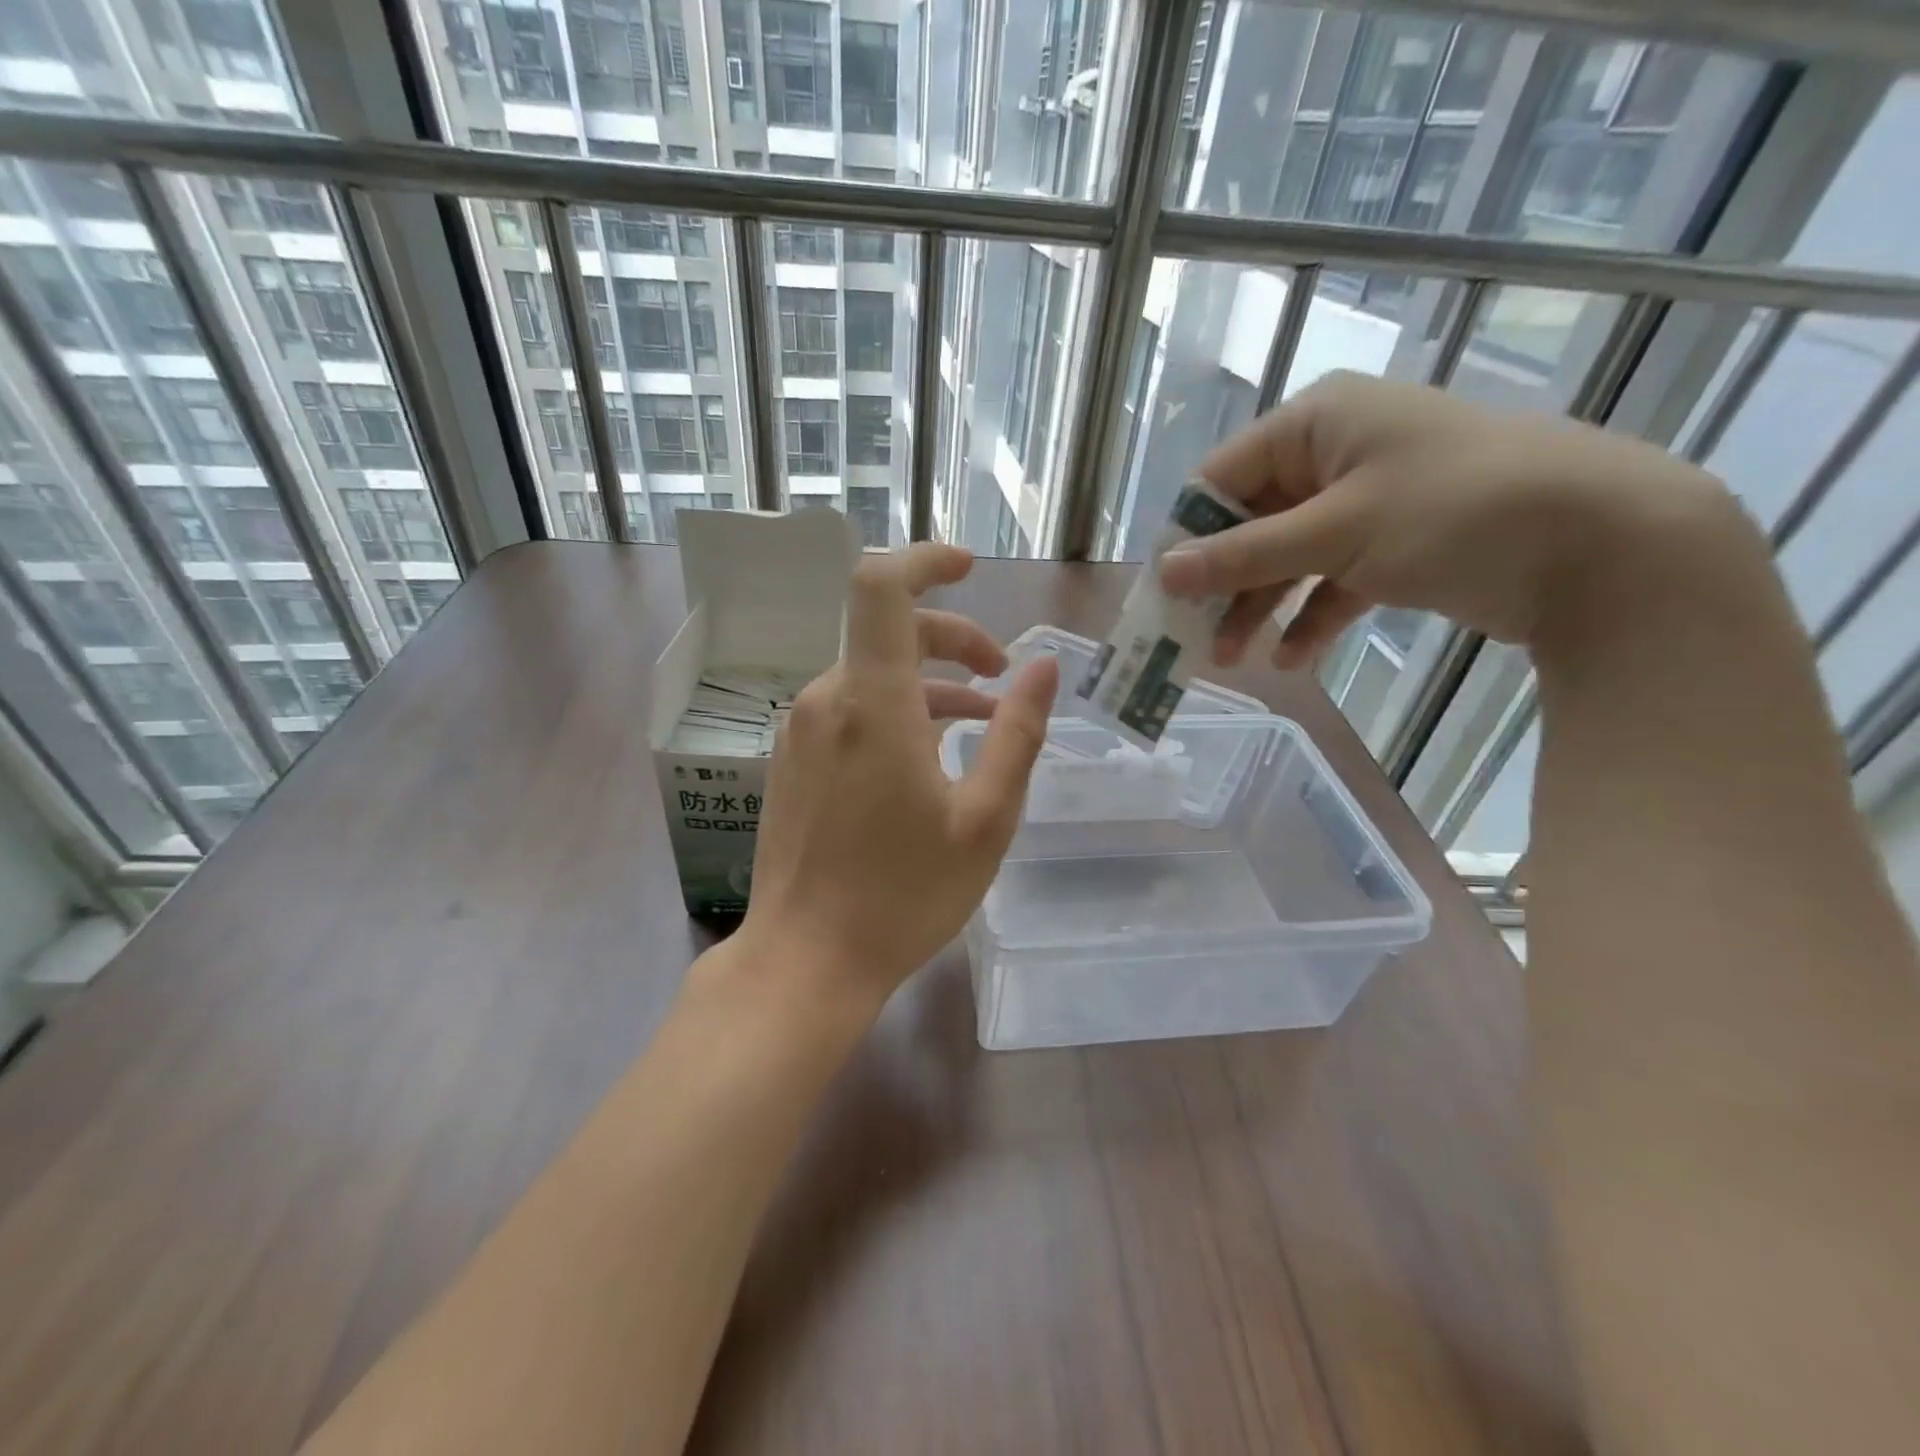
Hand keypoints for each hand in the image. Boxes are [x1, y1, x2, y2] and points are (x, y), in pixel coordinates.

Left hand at [740, 543, 1058, 1011]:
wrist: (806, 960)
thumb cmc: (904, 895)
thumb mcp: (985, 818)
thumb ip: (1017, 734)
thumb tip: (1043, 668)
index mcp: (872, 702)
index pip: (881, 587)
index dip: (924, 561)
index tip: (969, 568)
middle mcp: (826, 700)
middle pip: (888, 631)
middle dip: (953, 639)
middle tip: (1002, 676)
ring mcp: (801, 731)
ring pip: (871, 673)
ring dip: (929, 683)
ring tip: (982, 722)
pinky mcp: (792, 760)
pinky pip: (850, 709)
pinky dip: (896, 710)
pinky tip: (929, 754)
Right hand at [1157, 370, 1741, 666]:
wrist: (1605, 545)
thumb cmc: (1455, 512)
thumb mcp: (1336, 531)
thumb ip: (1243, 554)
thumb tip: (1163, 572)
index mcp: (1316, 424)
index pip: (1221, 477)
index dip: (1188, 536)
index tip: (1162, 593)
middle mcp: (1336, 453)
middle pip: (1251, 523)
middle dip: (1223, 583)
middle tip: (1190, 638)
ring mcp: (1368, 501)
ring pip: (1289, 557)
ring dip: (1260, 608)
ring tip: (1234, 661)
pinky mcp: (1396, 545)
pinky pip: (1332, 581)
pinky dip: (1311, 617)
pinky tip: (1293, 659)